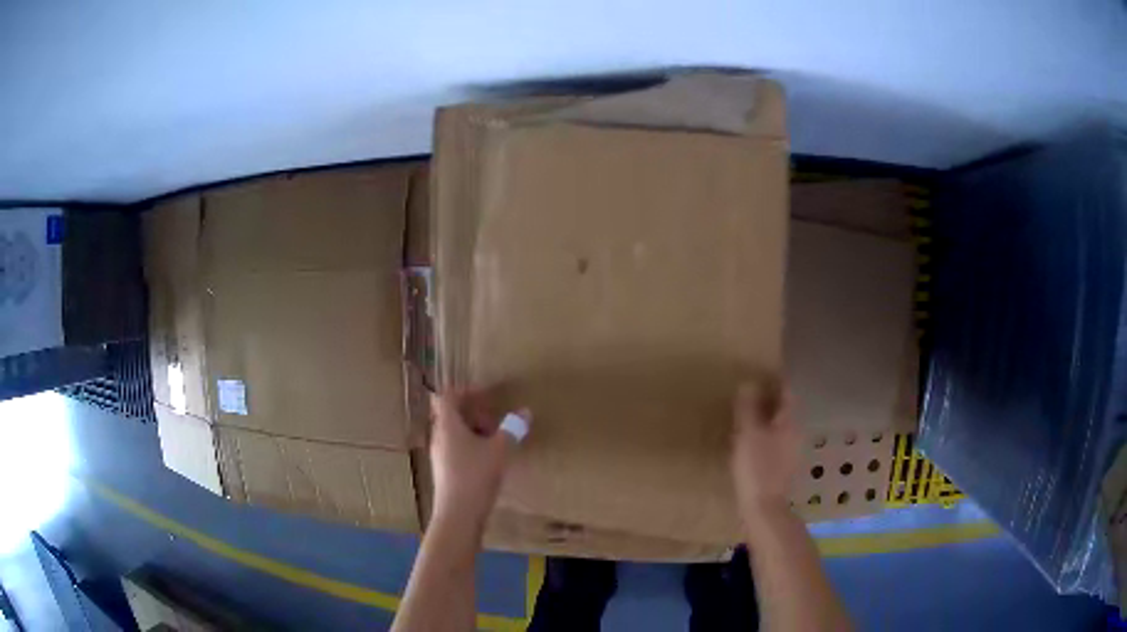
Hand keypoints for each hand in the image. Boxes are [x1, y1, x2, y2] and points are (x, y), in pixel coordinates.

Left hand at [429, 390, 529, 524]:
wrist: (458, 514)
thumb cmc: (476, 476)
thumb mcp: (500, 450)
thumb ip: (512, 429)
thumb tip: (525, 411)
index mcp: (447, 425)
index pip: (447, 397)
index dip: (464, 391)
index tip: (485, 395)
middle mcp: (439, 437)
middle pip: (450, 415)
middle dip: (473, 413)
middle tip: (495, 420)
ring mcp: (439, 456)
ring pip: (454, 434)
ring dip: (473, 431)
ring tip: (496, 440)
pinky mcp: (445, 472)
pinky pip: (456, 449)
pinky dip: (471, 446)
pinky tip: (490, 460)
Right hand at [730, 381, 800, 518]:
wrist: (763, 507)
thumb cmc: (757, 467)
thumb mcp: (748, 434)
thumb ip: (748, 407)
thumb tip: (749, 383)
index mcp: (790, 421)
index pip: (787, 392)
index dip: (776, 380)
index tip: (761, 372)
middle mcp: (795, 433)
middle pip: (784, 409)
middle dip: (768, 399)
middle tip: (748, 391)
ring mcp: (790, 451)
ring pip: (778, 425)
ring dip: (764, 417)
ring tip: (744, 414)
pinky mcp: (781, 466)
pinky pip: (773, 441)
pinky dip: (762, 435)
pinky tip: (747, 441)